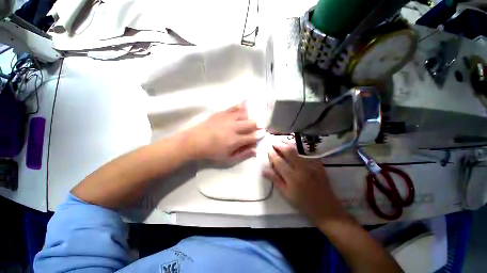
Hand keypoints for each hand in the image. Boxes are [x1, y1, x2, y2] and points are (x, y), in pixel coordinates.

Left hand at [187, 102, 261, 162]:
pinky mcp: (222, 113)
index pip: (252, 136)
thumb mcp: (228, 158)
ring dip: (251, 116)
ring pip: (244, 114)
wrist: (195, 141)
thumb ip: (243, 154)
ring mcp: (228, 119)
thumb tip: (255, 150)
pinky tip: (246, 102)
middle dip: (258, 125)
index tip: (263, 133)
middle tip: (259, 126)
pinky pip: (234, 107)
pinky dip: (241, 105)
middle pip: (251, 123)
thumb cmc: (212, 152)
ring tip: (253, 117)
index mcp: (235, 140)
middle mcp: (234, 128)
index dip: (260, 135)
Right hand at [264, 143, 346, 221]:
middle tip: (273, 143)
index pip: (279, 161)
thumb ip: (275, 180)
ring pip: (298, 150)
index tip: (268, 149)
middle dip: (279, 145)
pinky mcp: (319, 165)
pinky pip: (307, 154)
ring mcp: (312, 166)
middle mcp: (302, 169)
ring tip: (281, 142)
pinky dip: (299, 149)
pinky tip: (295, 148)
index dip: (272, 154)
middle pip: (289, 152)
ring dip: (288, 144)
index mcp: (292, 178)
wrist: (326, 209)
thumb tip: (264, 170)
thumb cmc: (304, 204)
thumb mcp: (286, 194)